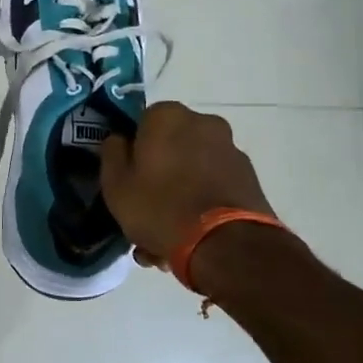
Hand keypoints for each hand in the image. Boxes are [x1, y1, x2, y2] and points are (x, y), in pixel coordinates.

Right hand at [99, 102, 277, 267]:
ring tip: (165, 236)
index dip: (132, 151)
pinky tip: (189, 237)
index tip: (128, 178)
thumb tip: (119, 140)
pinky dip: (202, 204)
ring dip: (179, 194)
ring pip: (192, 170)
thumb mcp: (116, 184)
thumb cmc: (160, 206)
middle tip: (144, 210)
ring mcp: (231, 150)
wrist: (225, 245)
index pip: (141, 123)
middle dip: (158, 176)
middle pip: (171, 147)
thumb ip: (112, 154)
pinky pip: (213, 186)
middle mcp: (204, 123)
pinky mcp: (250, 179)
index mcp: (168, 116)